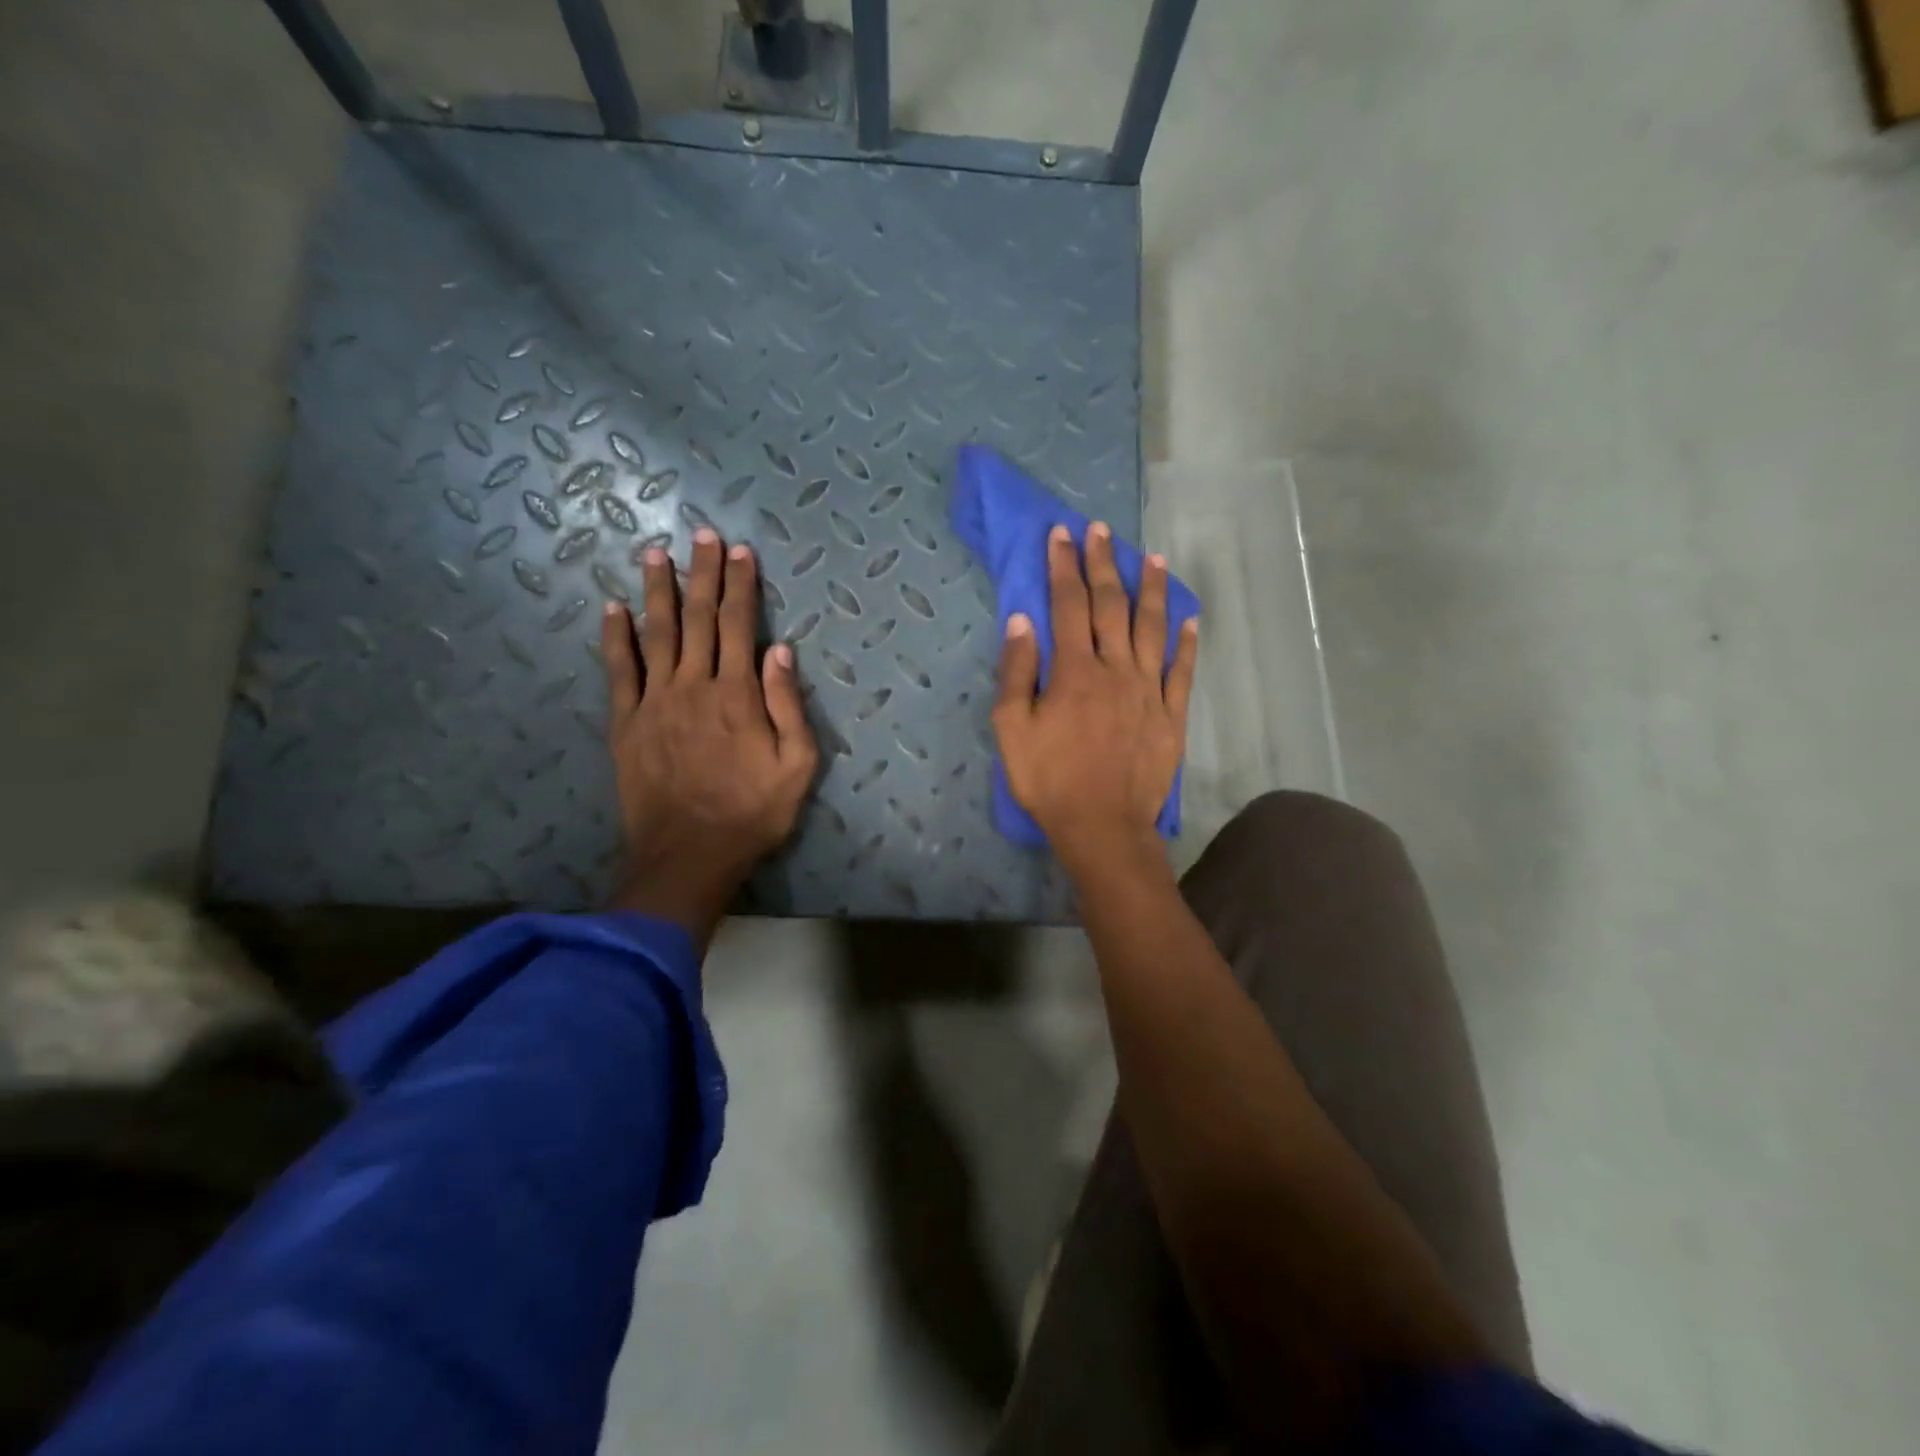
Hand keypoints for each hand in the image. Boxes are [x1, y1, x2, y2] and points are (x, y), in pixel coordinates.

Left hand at [601, 528, 818, 946]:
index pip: (739, 625)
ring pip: (656, 633)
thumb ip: (789, 705)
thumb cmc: (753, 812)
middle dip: (702, 574)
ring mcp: (655, 702)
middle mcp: (694, 685)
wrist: (689, 855)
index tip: (740, 551)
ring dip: (657, 590)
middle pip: (697, 618)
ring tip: (655, 553)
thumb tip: (781, 650)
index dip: (741, 585)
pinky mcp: (627, 723)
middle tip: (702, 535)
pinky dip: (616, 637)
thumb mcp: (797, 765)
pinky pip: (620, 671)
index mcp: (738, 694)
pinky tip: (613, 608)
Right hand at [992, 522, 1197, 870]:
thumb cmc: (1049, 779)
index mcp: (1074, 670)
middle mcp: (1116, 669)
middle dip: (1104, 564)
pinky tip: (1189, 620)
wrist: (1102, 826)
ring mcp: (1150, 691)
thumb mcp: (1012, 729)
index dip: (1065, 566)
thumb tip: (1022, 621)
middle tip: (1102, 531)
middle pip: (1111, 606)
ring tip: (1154, 558)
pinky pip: (1182, 671)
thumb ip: (1016, 672)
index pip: (1068, 605)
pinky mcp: (1172, 715)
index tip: (1063, 533)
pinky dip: (1186, 643)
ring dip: (1152, 591)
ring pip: (1153, 629)